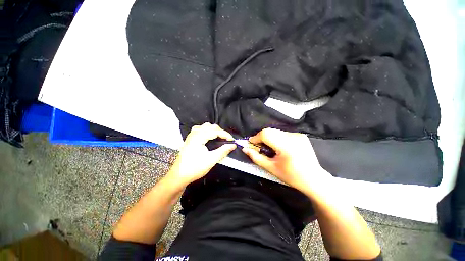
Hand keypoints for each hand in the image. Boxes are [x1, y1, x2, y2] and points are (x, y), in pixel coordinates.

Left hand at [166, 123, 235, 187]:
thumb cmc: (195, 168)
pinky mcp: (190, 138)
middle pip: (211, 126)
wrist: (179, 176)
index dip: (225, 134)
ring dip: (214, 130)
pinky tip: (209, 137)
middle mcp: (194, 133)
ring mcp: (191, 135)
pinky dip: (207, 131)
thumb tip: (233, 145)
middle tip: (227, 140)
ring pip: (205, 127)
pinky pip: (200, 129)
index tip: (232, 140)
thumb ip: (223, 151)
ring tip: (220, 138)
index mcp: (199, 137)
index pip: (215, 131)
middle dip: (221, 132)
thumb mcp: (211, 160)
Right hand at [242, 128, 331, 192]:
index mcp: (287, 146)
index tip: (251, 144)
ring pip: (276, 131)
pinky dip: (276, 138)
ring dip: (269, 137)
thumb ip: (256, 157)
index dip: (256, 138)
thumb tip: (245, 149)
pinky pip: (283, 133)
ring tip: (269, 148)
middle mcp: (293, 137)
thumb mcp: (271, 168)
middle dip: (261, 137)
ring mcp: (298, 135)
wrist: (314, 179)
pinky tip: (279, 147)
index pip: (266, 134)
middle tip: (259, 147)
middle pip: (270, 131)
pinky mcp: (300, 135)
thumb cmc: (291, 176)